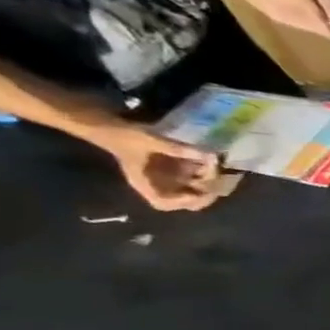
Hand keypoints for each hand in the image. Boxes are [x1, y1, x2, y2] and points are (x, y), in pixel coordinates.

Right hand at [95, 122, 220, 210]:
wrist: (113, 127)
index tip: (198, 192)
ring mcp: (169, 179)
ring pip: (196, 189)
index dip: (182, 201)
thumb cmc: (125, 136)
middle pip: (186, 200)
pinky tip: (212, 160)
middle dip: (205, 192)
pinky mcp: (176, 171)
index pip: (163, 202)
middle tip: (216, 178)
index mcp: (144, 183)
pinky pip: (196, 177)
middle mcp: (159, 185)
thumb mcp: (148, 140)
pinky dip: (206, 171)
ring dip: (209, 181)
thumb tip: (208, 155)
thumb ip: (176, 149)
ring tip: (214, 165)